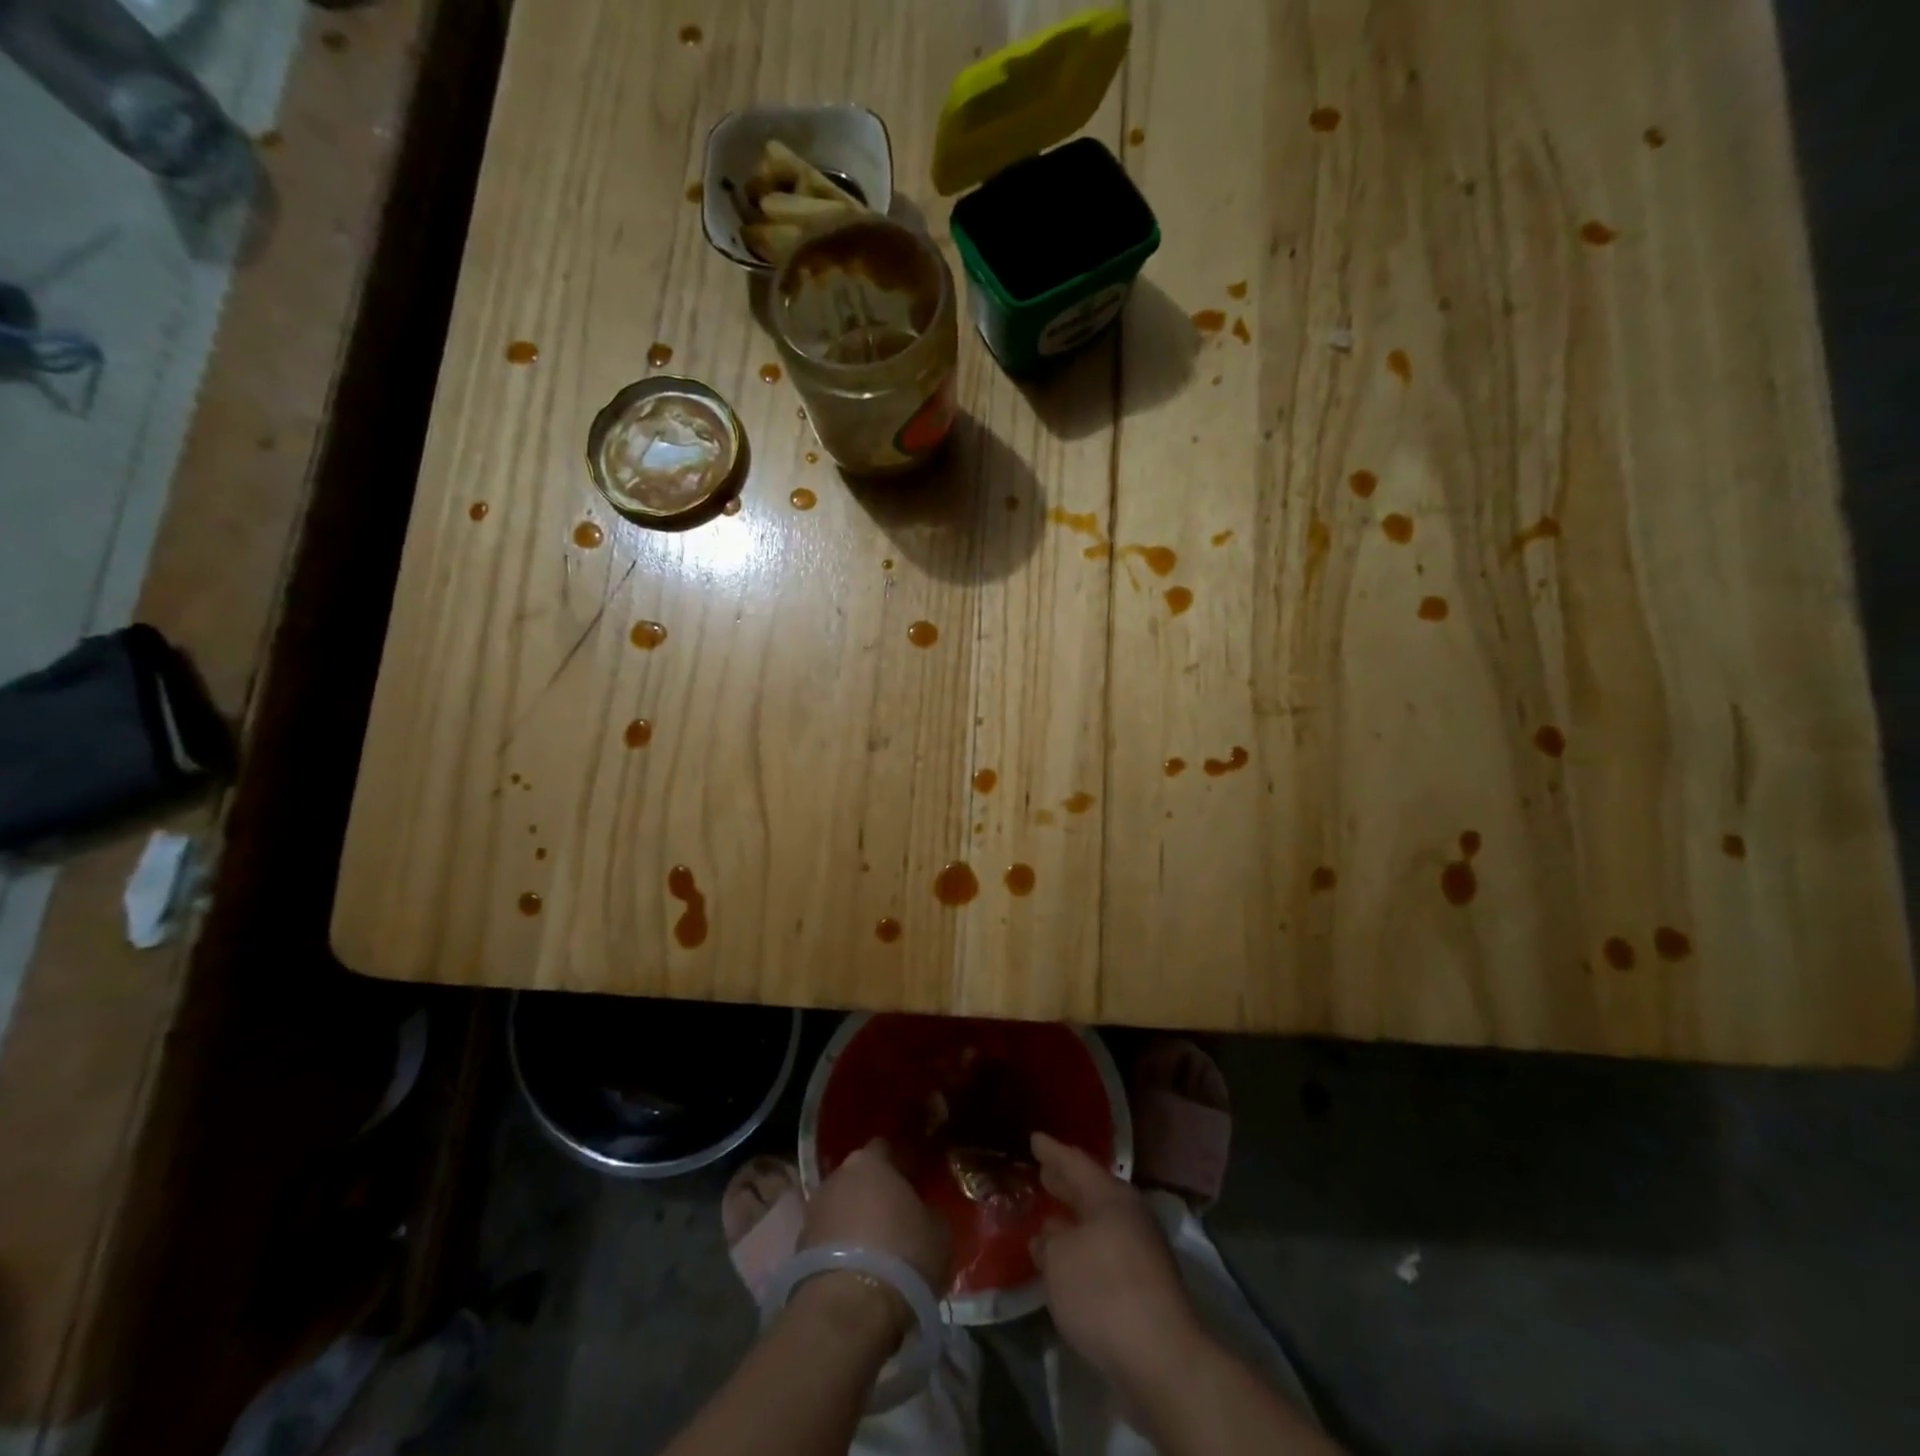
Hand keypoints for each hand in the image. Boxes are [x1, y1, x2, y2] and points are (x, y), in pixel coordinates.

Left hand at [799, 1139, 949, 1337]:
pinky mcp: (798, 1251)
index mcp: (870, 1161)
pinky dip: (840, 1251)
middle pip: (858, 1178)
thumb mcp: (938, 1232)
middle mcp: (836, 1177)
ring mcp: (813, 1213)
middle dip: (874, 1193)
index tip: (915, 1181)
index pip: (886, 1148)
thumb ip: (929, 1212)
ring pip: (840, 1209)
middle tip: (895, 1216)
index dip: (901, 1164)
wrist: (848, 1311)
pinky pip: (827, 1241)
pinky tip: (856, 1273)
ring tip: (875, 1251)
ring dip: (854, 1223)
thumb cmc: (902, 1256)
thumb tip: (923, 1213)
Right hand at [1030, 1132, 1204, 1384]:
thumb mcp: (1060, 1260)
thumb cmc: (1103, 1292)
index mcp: (1110, 1195)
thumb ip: (1049, 1242)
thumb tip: (1048, 1236)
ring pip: (1100, 1221)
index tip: (1034, 1138)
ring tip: (1050, 1215)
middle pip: (1091, 1190)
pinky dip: (1086, 1246)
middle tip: (1043, 1170)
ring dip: (1075, 1217)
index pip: (1075, 1162)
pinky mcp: (1146, 1284)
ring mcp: (1142, 1249)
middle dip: (1066, 1182)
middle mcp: (1129, 1214)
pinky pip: (1106, 1249)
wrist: (1162, 1359)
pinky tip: (1070, 1259)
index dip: (1051, 1151)